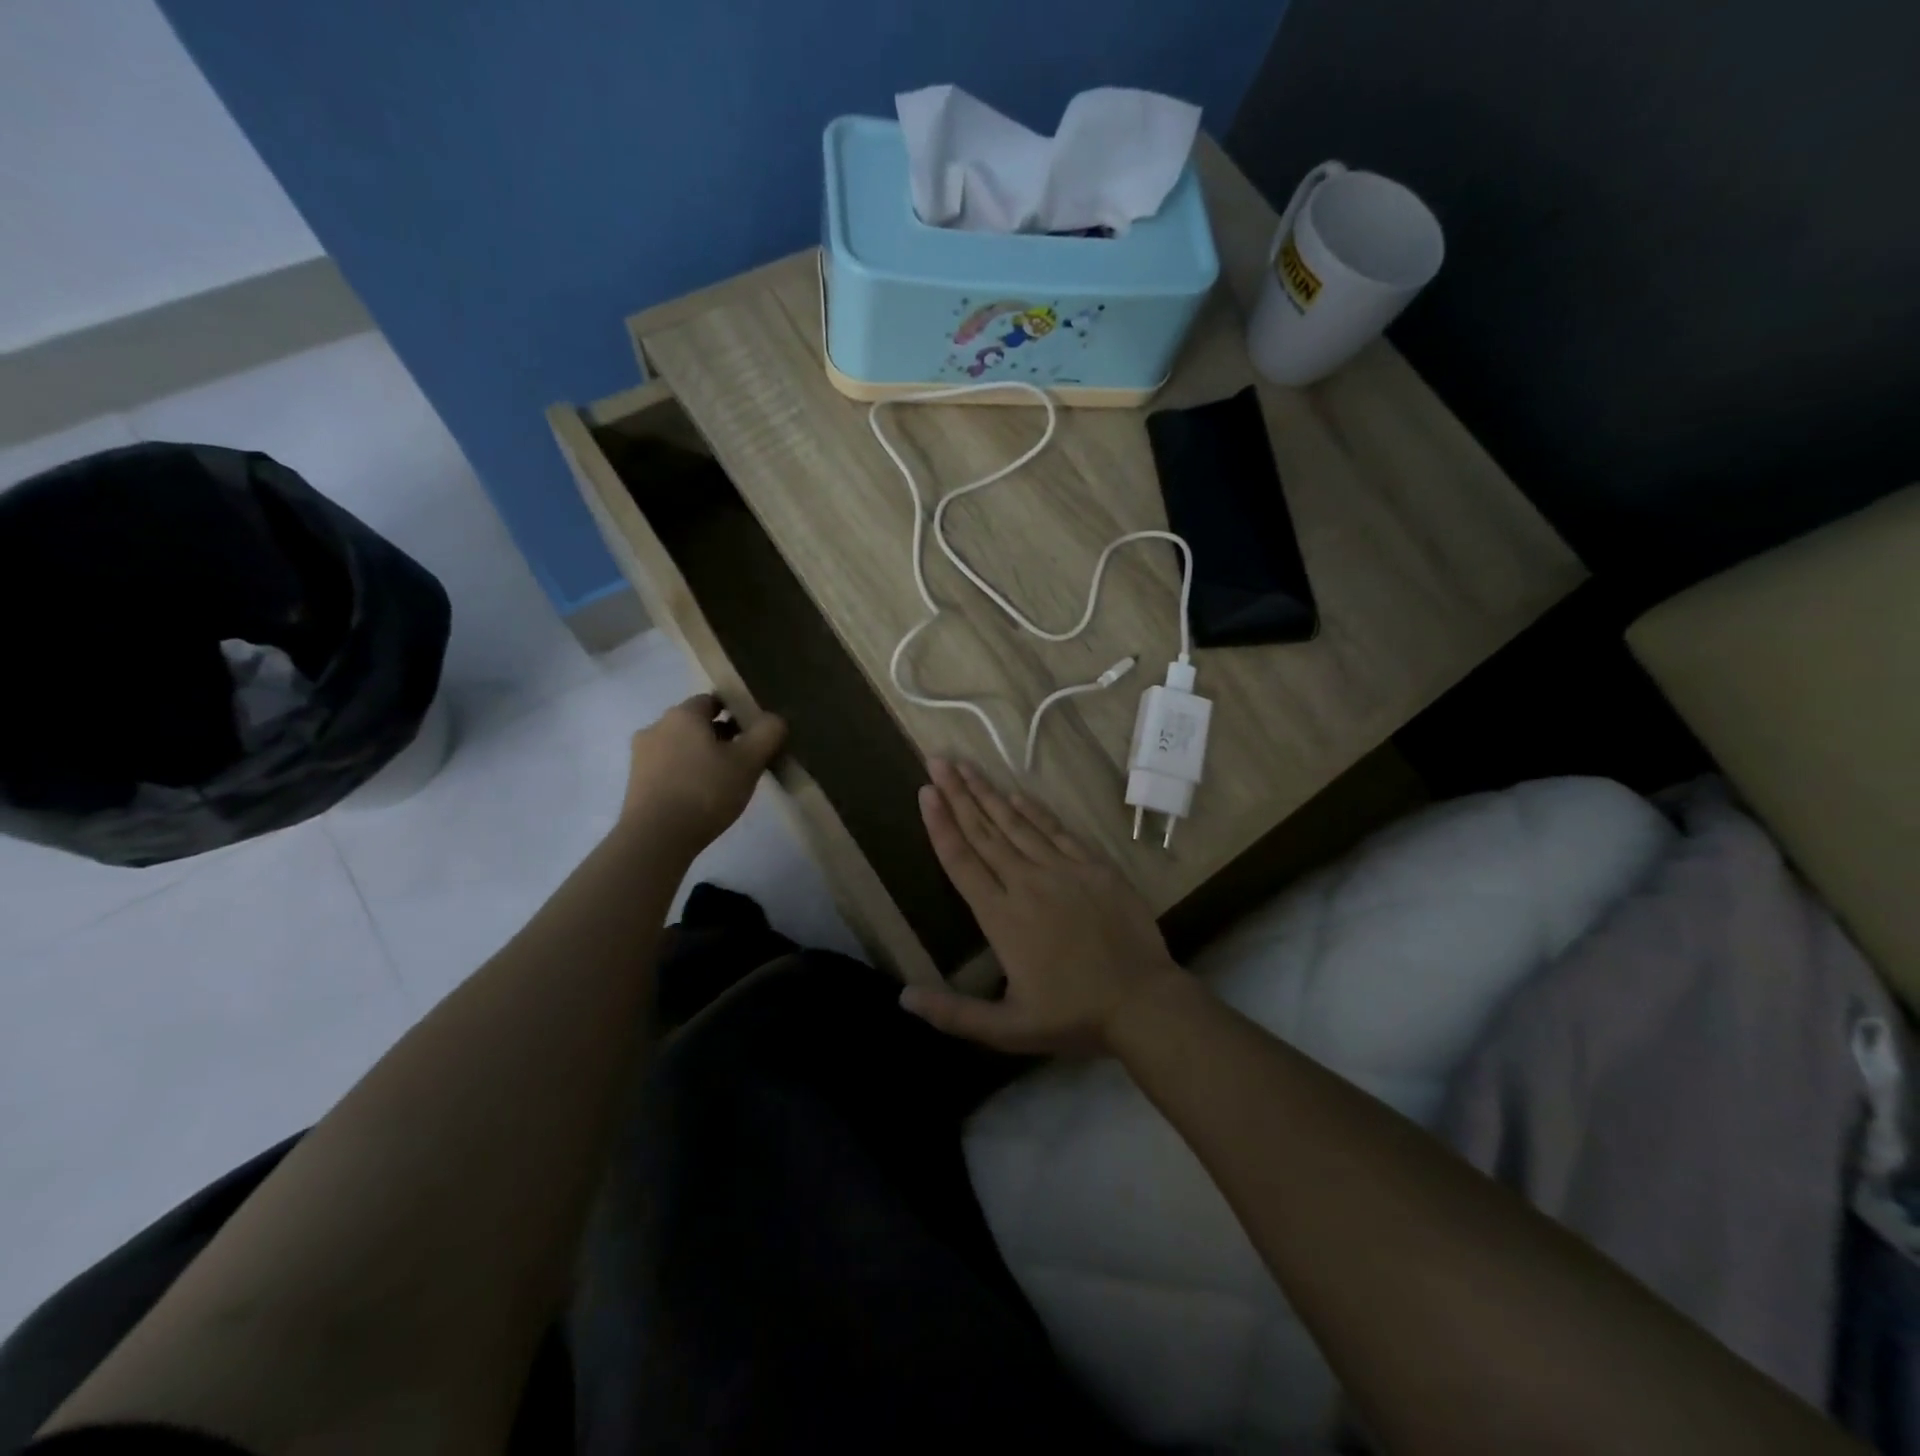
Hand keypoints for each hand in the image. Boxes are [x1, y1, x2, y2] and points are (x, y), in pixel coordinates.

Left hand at [620, 694, 785, 851]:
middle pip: (695, 723)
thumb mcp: (748, 761)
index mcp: (683, 714)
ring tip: (724, 779)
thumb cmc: (705, 791)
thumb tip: (775, 719)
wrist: (656, 838)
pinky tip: (701, 795)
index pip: (712, 700)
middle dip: (720, 735)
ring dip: (701, 755)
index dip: (736, 711)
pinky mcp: (636, 783)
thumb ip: (767, 734)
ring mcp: (642, 756)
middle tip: (745, 757)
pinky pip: (668, 768)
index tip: (754, 732)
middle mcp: (657, 727)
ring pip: (681, 746)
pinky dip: (686, 774)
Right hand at [900, 758, 1186, 1055]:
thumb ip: (953, 1014)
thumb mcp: (1006, 1030)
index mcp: (1001, 917)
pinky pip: (1057, 830)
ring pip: (1016, 824)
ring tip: (967, 766)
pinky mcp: (1094, 866)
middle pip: (984, 832)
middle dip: (957, 794)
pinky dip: (1034, 810)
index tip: (924, 792)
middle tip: (937, 761)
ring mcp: (1063, 870)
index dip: (940, 824)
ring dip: (989, 793)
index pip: (961, 861)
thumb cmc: (1073, 1016)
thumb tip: (902, 998)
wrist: (1142, 1002)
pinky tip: (1015, 794)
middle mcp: (1026, 883)